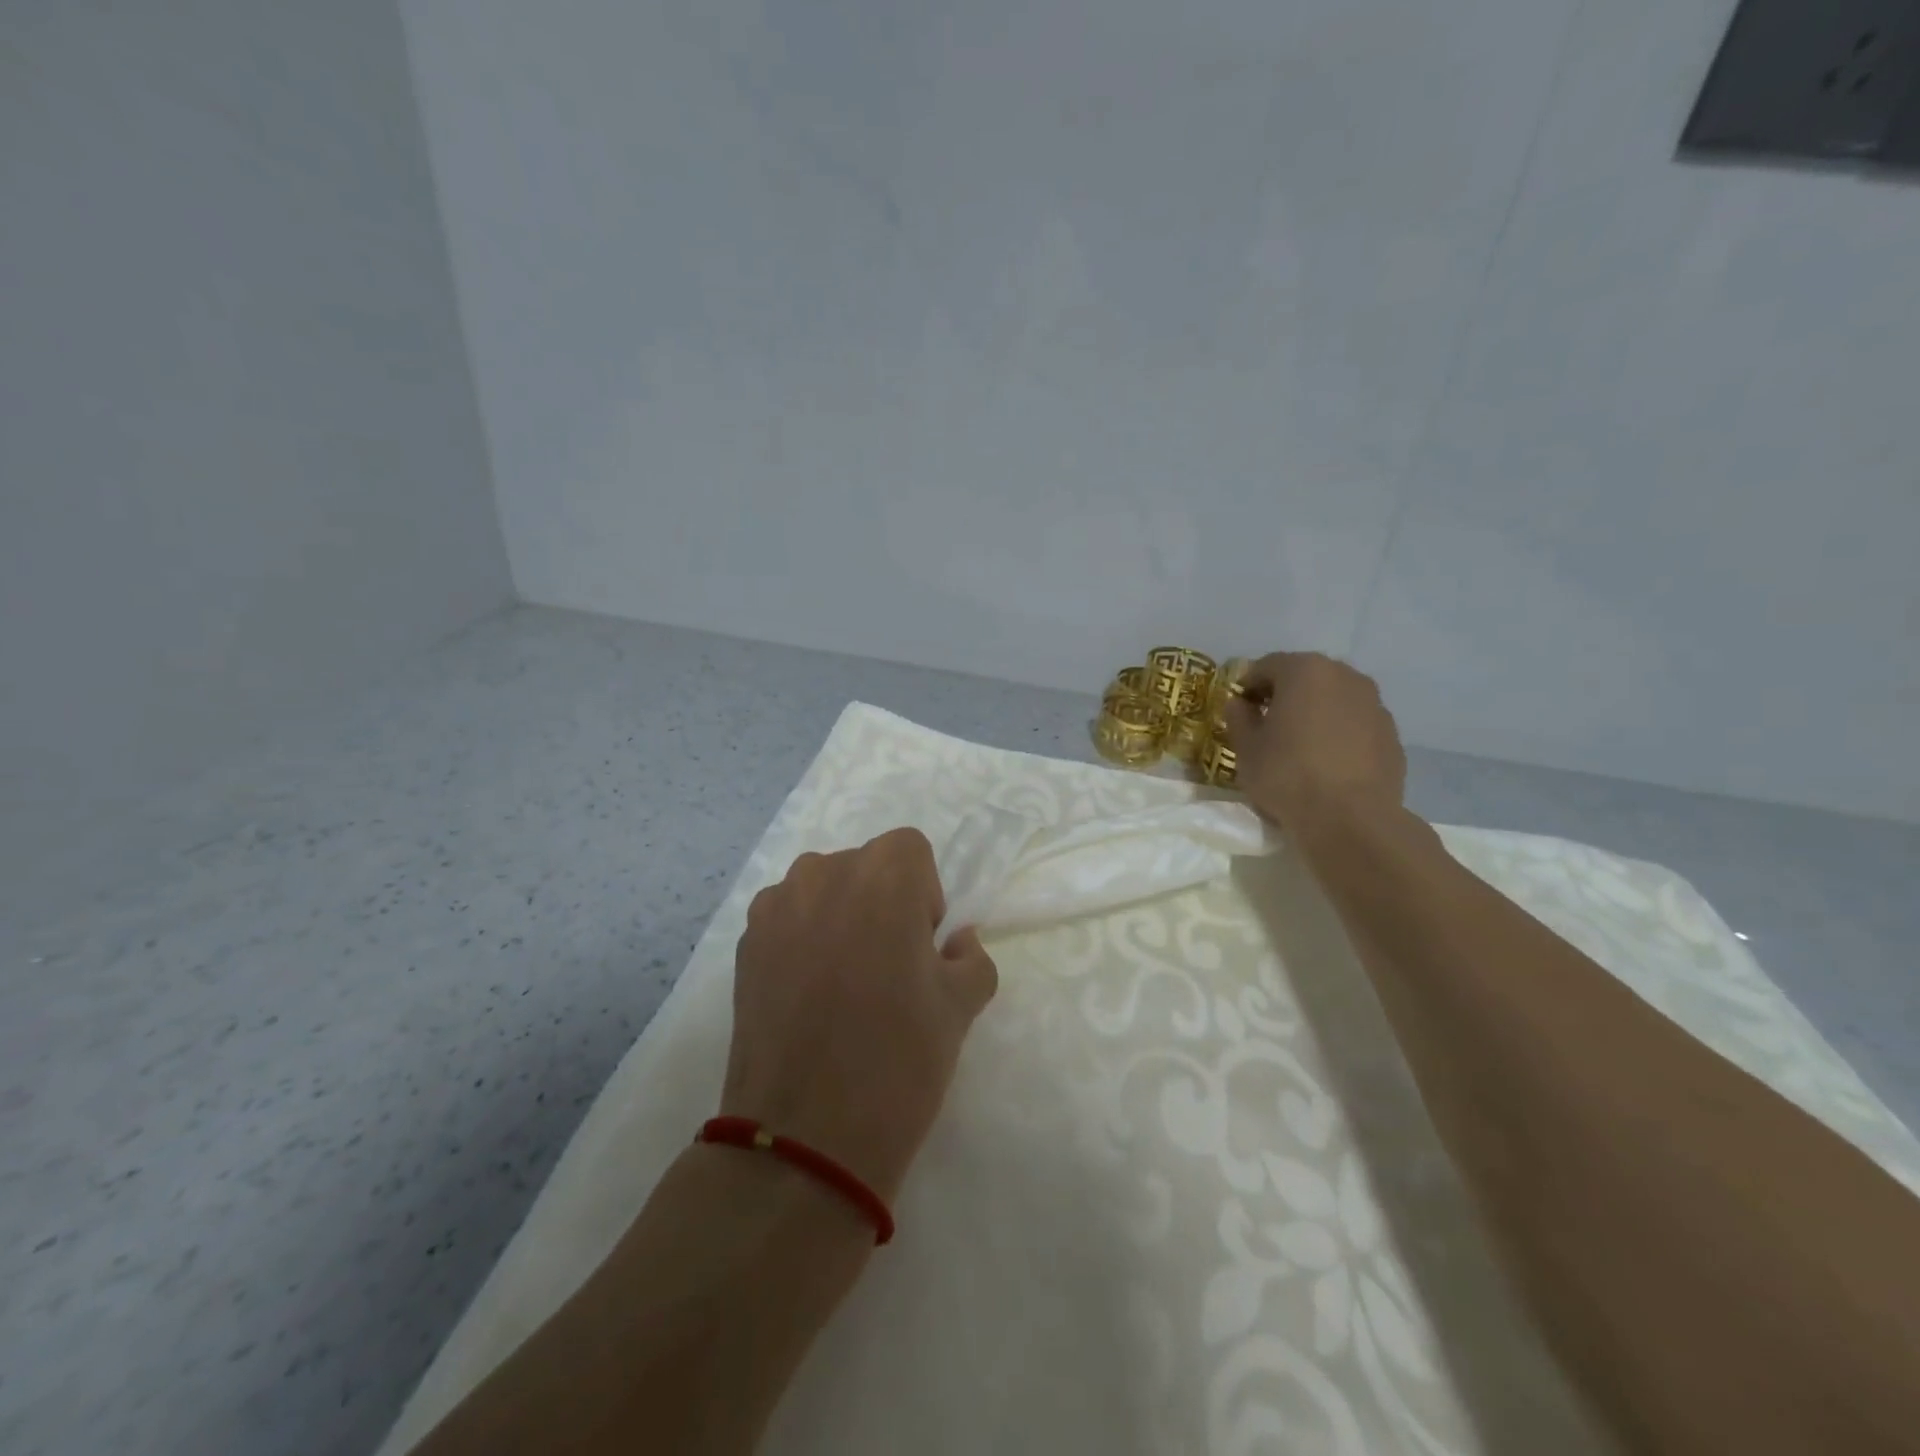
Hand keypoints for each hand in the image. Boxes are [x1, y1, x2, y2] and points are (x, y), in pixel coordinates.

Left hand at [721, 827, 998, 1203]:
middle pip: (863, 865)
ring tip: (840, 981)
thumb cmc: (898, 1060)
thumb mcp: (960, 1007)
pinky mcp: (745, 942)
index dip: (922, 894)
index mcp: (885, 876)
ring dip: (838, 914)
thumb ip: (971, 958)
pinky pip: (785, 918)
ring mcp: (776, 906)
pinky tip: (804, 995)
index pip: (910, 850)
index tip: (920, 946)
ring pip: (821, 888)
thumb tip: (957, 942)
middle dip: (881, 901)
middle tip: (885, 967)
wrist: (805, 1137)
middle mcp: (825, 872)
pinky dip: (800, 938)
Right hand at [1222, 652, 1406, 828]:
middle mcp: (1345, 676)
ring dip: (1314, 712)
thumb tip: (1240, 704)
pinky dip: (1339, 732)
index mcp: (1305, 671)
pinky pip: (1355, 723)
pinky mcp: (1392, 734)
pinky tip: (1327, 762)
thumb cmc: (1287, 776)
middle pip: (1305, 677)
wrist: (1351, 819)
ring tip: (1299, 745)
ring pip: (1333, 699)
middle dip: (1283, 695)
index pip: (1266, 666)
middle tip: (1266, 724)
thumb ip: (1239, 718)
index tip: (1238, 710)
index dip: (1247, 686)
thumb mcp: (1246, 749)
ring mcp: (1374, 704)